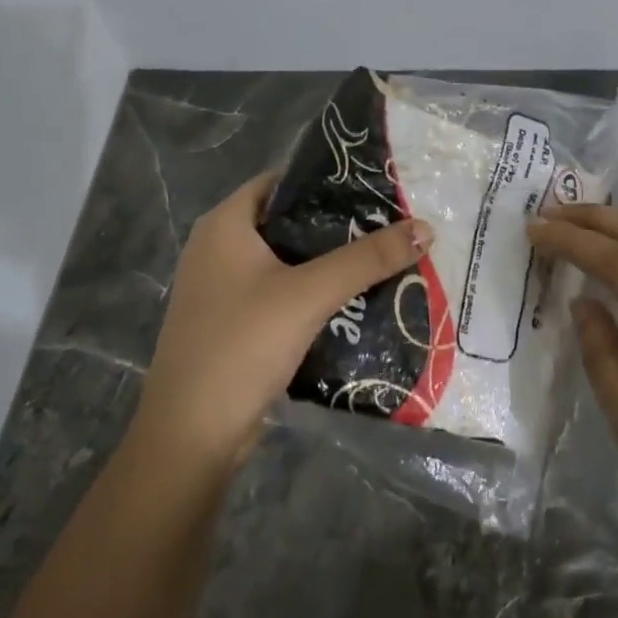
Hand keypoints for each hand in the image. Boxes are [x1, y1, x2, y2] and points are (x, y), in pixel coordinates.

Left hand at [133, 173, 432, 470]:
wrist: (192, 435)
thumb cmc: (242, 345)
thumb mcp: (309, 294)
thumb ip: (367, 259)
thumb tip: (425, 228)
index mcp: (224, 225)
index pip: (281, 181)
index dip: (326, 182)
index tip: (375, 188)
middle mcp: (218, 249)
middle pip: (288, 222)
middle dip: (337, 226)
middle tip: (390, 225)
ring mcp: (223, 290)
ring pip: (287, 263)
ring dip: (329, 264)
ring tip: (384, 259)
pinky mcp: (234, 325)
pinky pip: (281, 295)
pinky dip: (314, 295)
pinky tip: (355, 301)